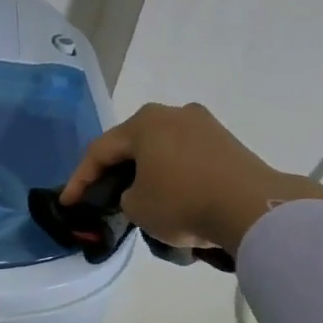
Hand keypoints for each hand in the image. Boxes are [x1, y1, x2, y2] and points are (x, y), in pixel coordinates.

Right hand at [61, 103, 322, 252]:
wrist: (254, 208)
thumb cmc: (184, 202)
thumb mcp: (137, 207)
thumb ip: (125, 196)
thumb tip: (140, 192)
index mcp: (144, 122)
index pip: (100, 151)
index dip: (79, 180)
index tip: (68, 203)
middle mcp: (173, 114)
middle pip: (132, 145)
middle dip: (113, 171)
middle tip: (99, 194)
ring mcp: (204, 126)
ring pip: (161, 150)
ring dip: (146, 173)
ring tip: (137, 198)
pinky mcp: (227, 143)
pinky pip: (186, 158)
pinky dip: (173, 176)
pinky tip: (171, 196)